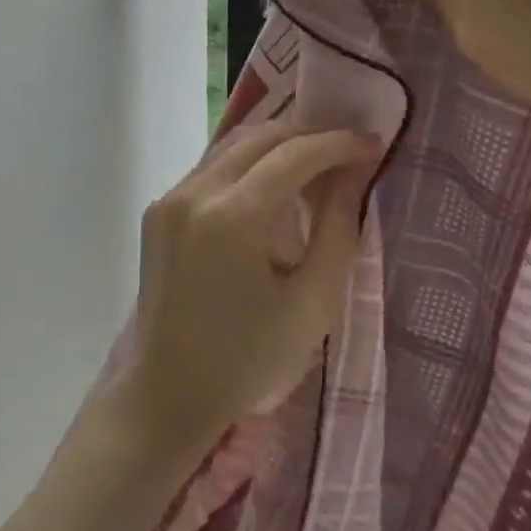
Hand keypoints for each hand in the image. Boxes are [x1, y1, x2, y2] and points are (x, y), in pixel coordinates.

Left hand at [123, 120, 382, 453]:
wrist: (169, 393)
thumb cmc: (249, 359)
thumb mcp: (313, 302)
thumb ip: (338, 227)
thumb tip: (352, 172)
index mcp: (233, 217)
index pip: (294, 154)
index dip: (337, 143)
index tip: (372, 144)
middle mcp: (195, 193)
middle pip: (261, 138)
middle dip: (309, 136)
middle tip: (348, 152)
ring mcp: (170, 197)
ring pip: (234, 146)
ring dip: (278, 146)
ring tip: (316, 165)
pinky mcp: (159, 208)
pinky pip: (212, 168)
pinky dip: (249, 165)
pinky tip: (273, 187)